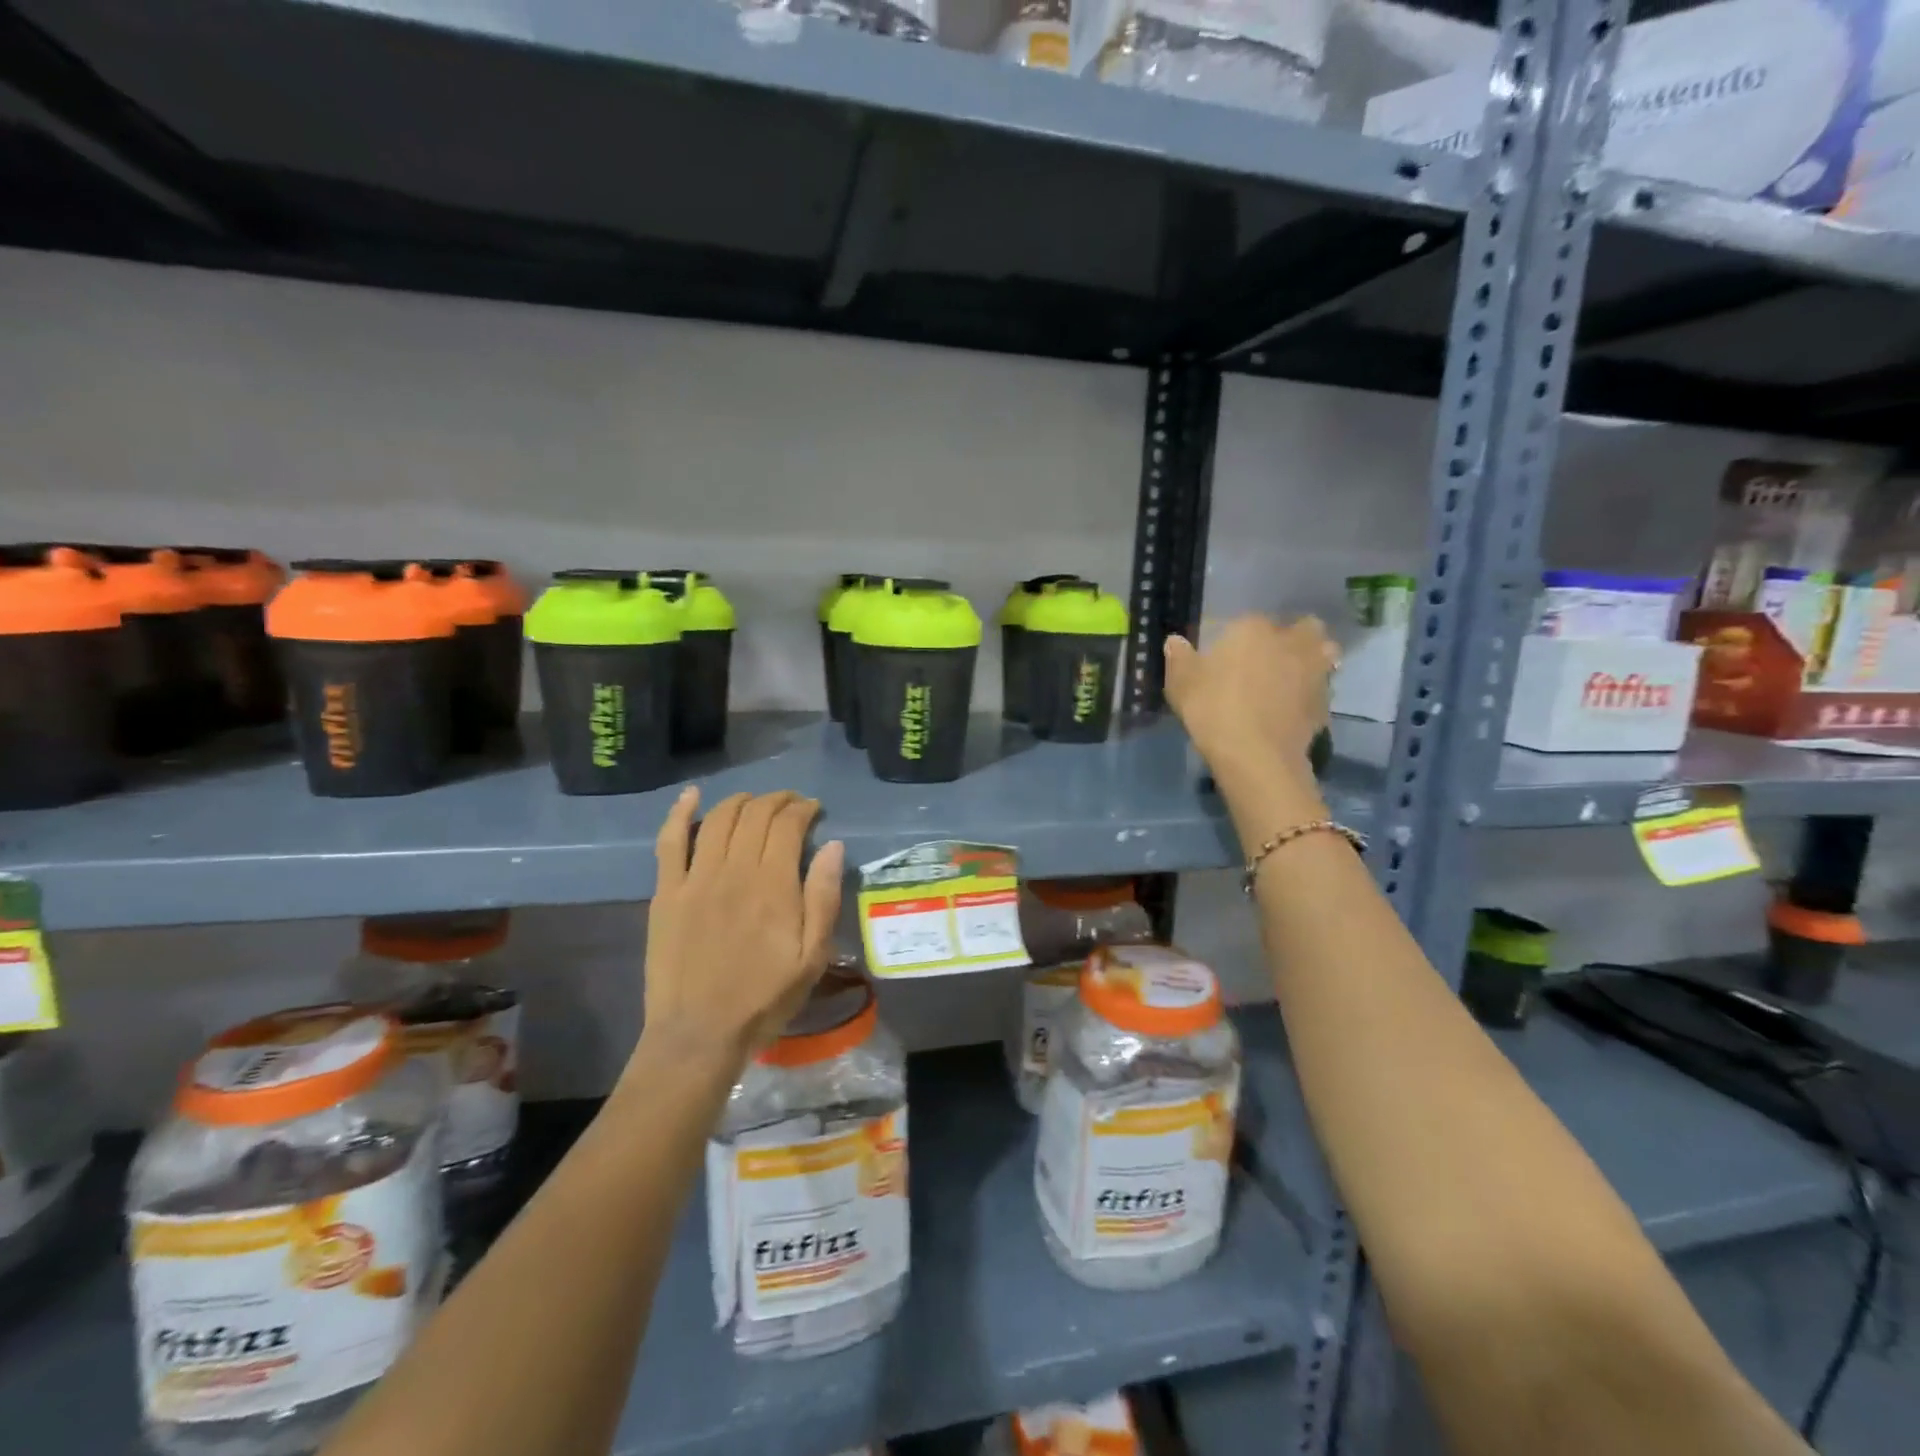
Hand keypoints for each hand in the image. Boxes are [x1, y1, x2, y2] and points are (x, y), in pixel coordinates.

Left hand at [640, 787, 845, 1067]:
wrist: (699, 1034)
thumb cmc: (764, 998)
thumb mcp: (812, 957)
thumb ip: (824, 898)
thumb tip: (833, 846)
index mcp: (773, 886)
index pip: (788, 825)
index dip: (803, 809)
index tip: (814, 810)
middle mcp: (734, 870)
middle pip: (755, 814)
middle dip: (778, 800)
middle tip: (791, 805)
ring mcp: (695, 879)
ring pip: (719, 819)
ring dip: (741, 801)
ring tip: (755, 802)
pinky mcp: (666, 892)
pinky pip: (670, 841)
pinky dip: (680, 812)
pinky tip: (692, 795)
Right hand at [1164, 615, 1336, 778]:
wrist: (1256, 755)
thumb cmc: (1213, 709)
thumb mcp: (1181, 684)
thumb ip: (1179, 657)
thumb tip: (1175, 641)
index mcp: (1253, 629)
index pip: (1248, 621)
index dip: (1239, 636)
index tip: (1227, 653)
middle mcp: (1290, 642)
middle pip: (1303, 627)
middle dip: (1292, 636)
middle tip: (1271, 657)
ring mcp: (1314, 671)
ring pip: (1322, 654)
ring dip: (1310, 661)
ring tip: (1289, 680)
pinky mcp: (1325, 702)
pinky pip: (1320, 689)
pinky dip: (1310, 694)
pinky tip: (1291, 710)